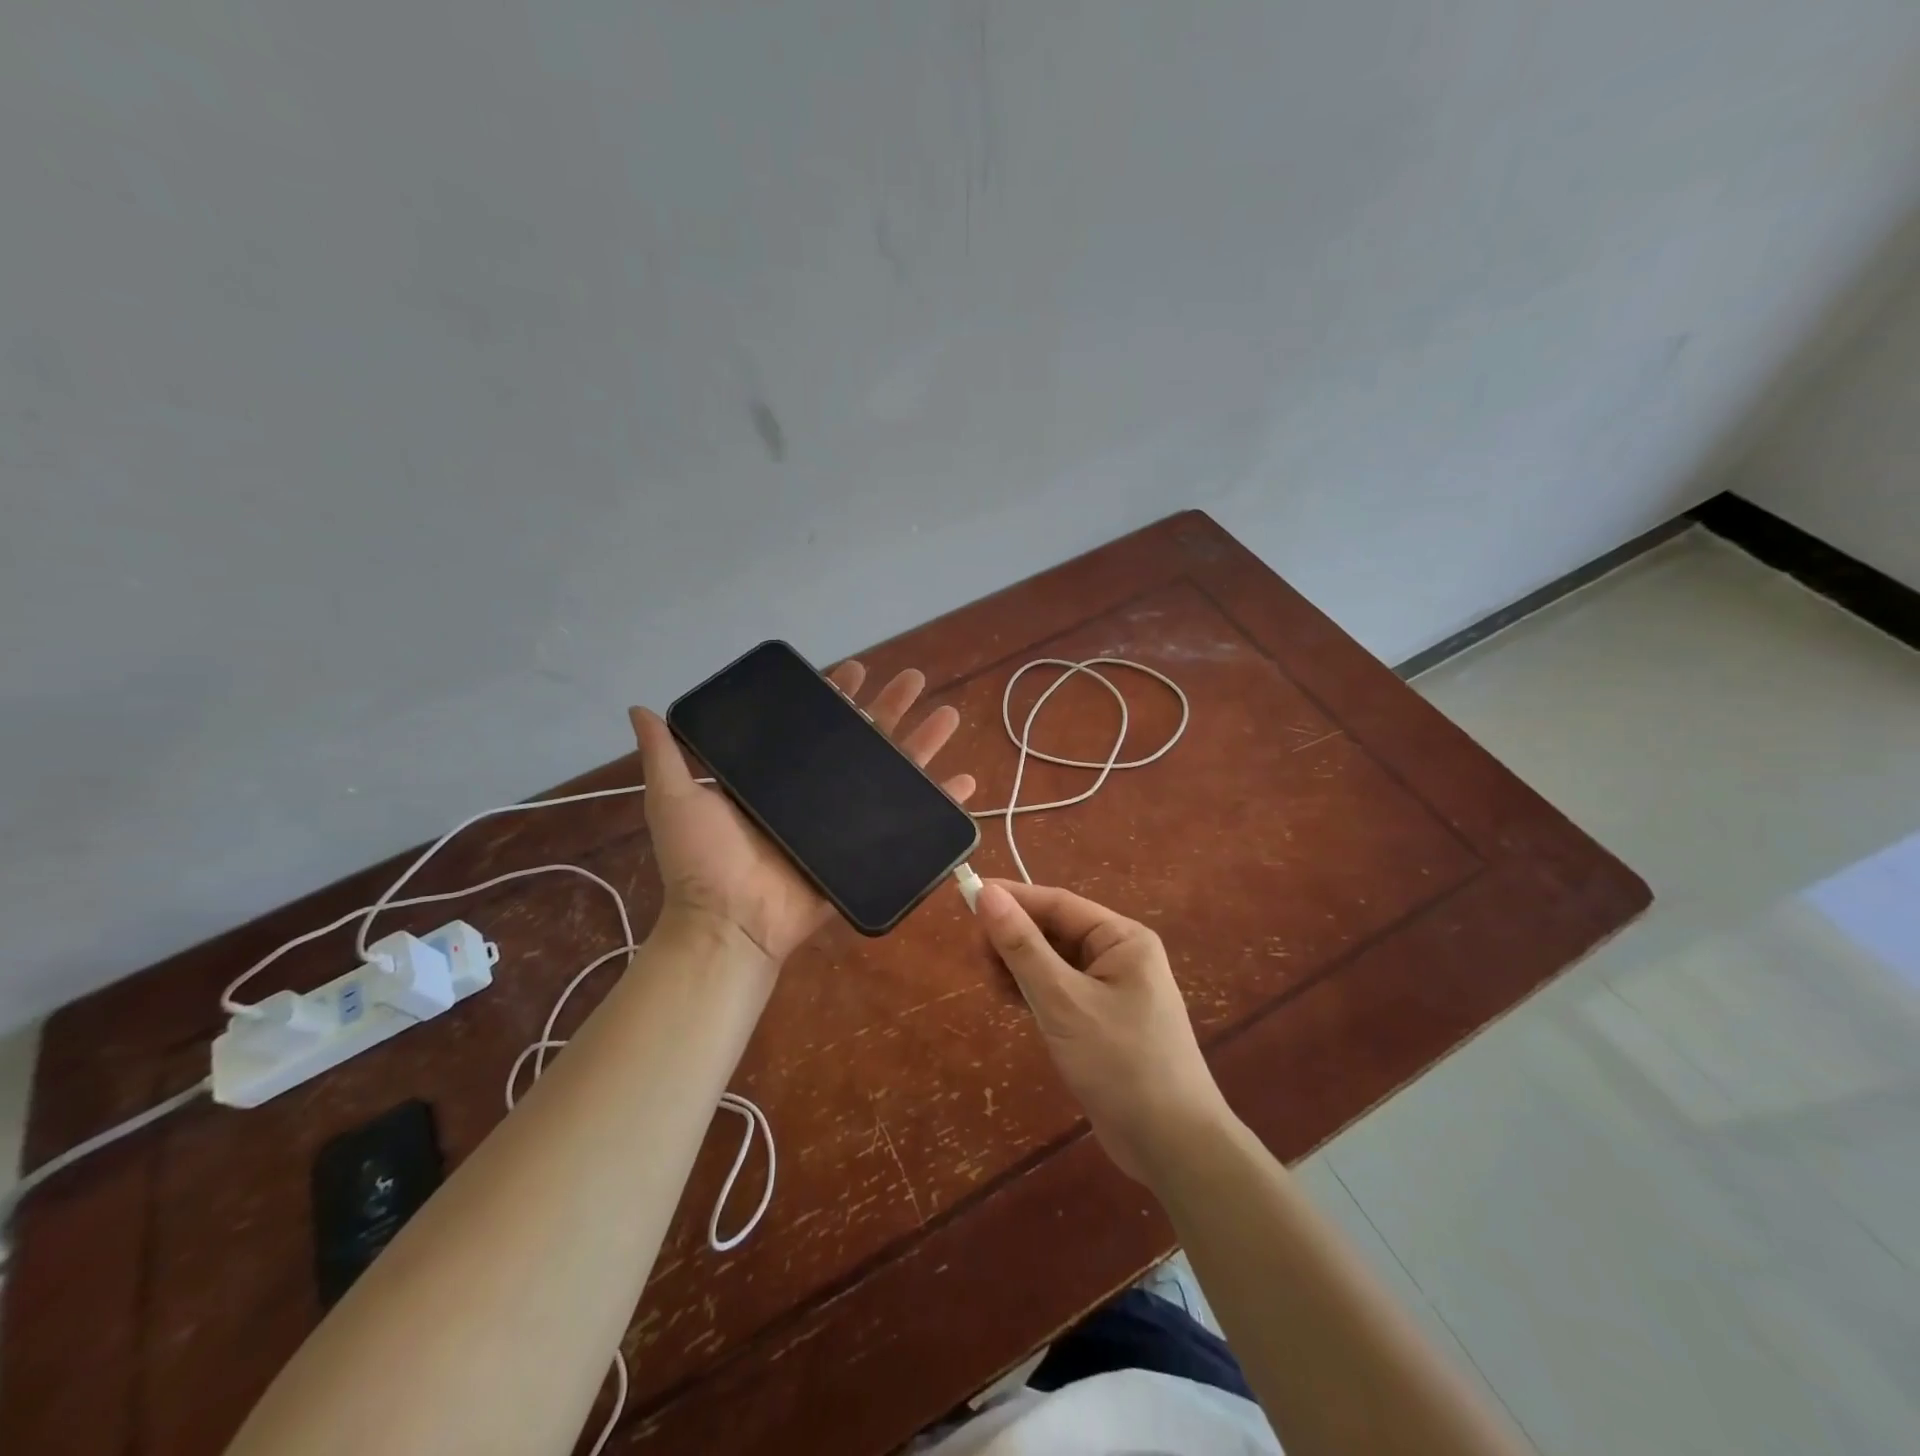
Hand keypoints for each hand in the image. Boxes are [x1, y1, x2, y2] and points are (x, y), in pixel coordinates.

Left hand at [628, 662, 974, 965]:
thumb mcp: (675, 798)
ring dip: (923, 744)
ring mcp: (846, 823)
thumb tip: (641, 706)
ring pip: (893, 774)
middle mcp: (817, 793)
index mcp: (781, 777)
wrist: (730, 924)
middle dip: (890, 708)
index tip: (855, 671)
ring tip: (947, 716)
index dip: (836, 696)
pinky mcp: (868, 852)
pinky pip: (911, 825)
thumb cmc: (703, 862)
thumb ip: (666, 753)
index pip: (815, 726)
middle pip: (863, 741)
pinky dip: (941, 804)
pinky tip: (965, 782)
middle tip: (913, 679)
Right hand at [976, 879, 1227, 1181]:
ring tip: (991, 984)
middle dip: (1014, 938)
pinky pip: (1059, 991)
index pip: (1058, 904)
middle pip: (1054, 931)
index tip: (967, 897)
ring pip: (1053, 962)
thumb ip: (1022, 947)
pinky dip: (1032, 992)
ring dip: (1019, 967)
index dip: (1012, 899)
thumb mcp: (1064, 1001)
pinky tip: (1009, 1001)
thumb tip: (986, 893)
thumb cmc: (1121, 1063)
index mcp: (1122, 939)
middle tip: (977, 957)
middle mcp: (1119, 956)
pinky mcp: (1100, 1021)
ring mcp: (1111, 990)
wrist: (1173, 1147)